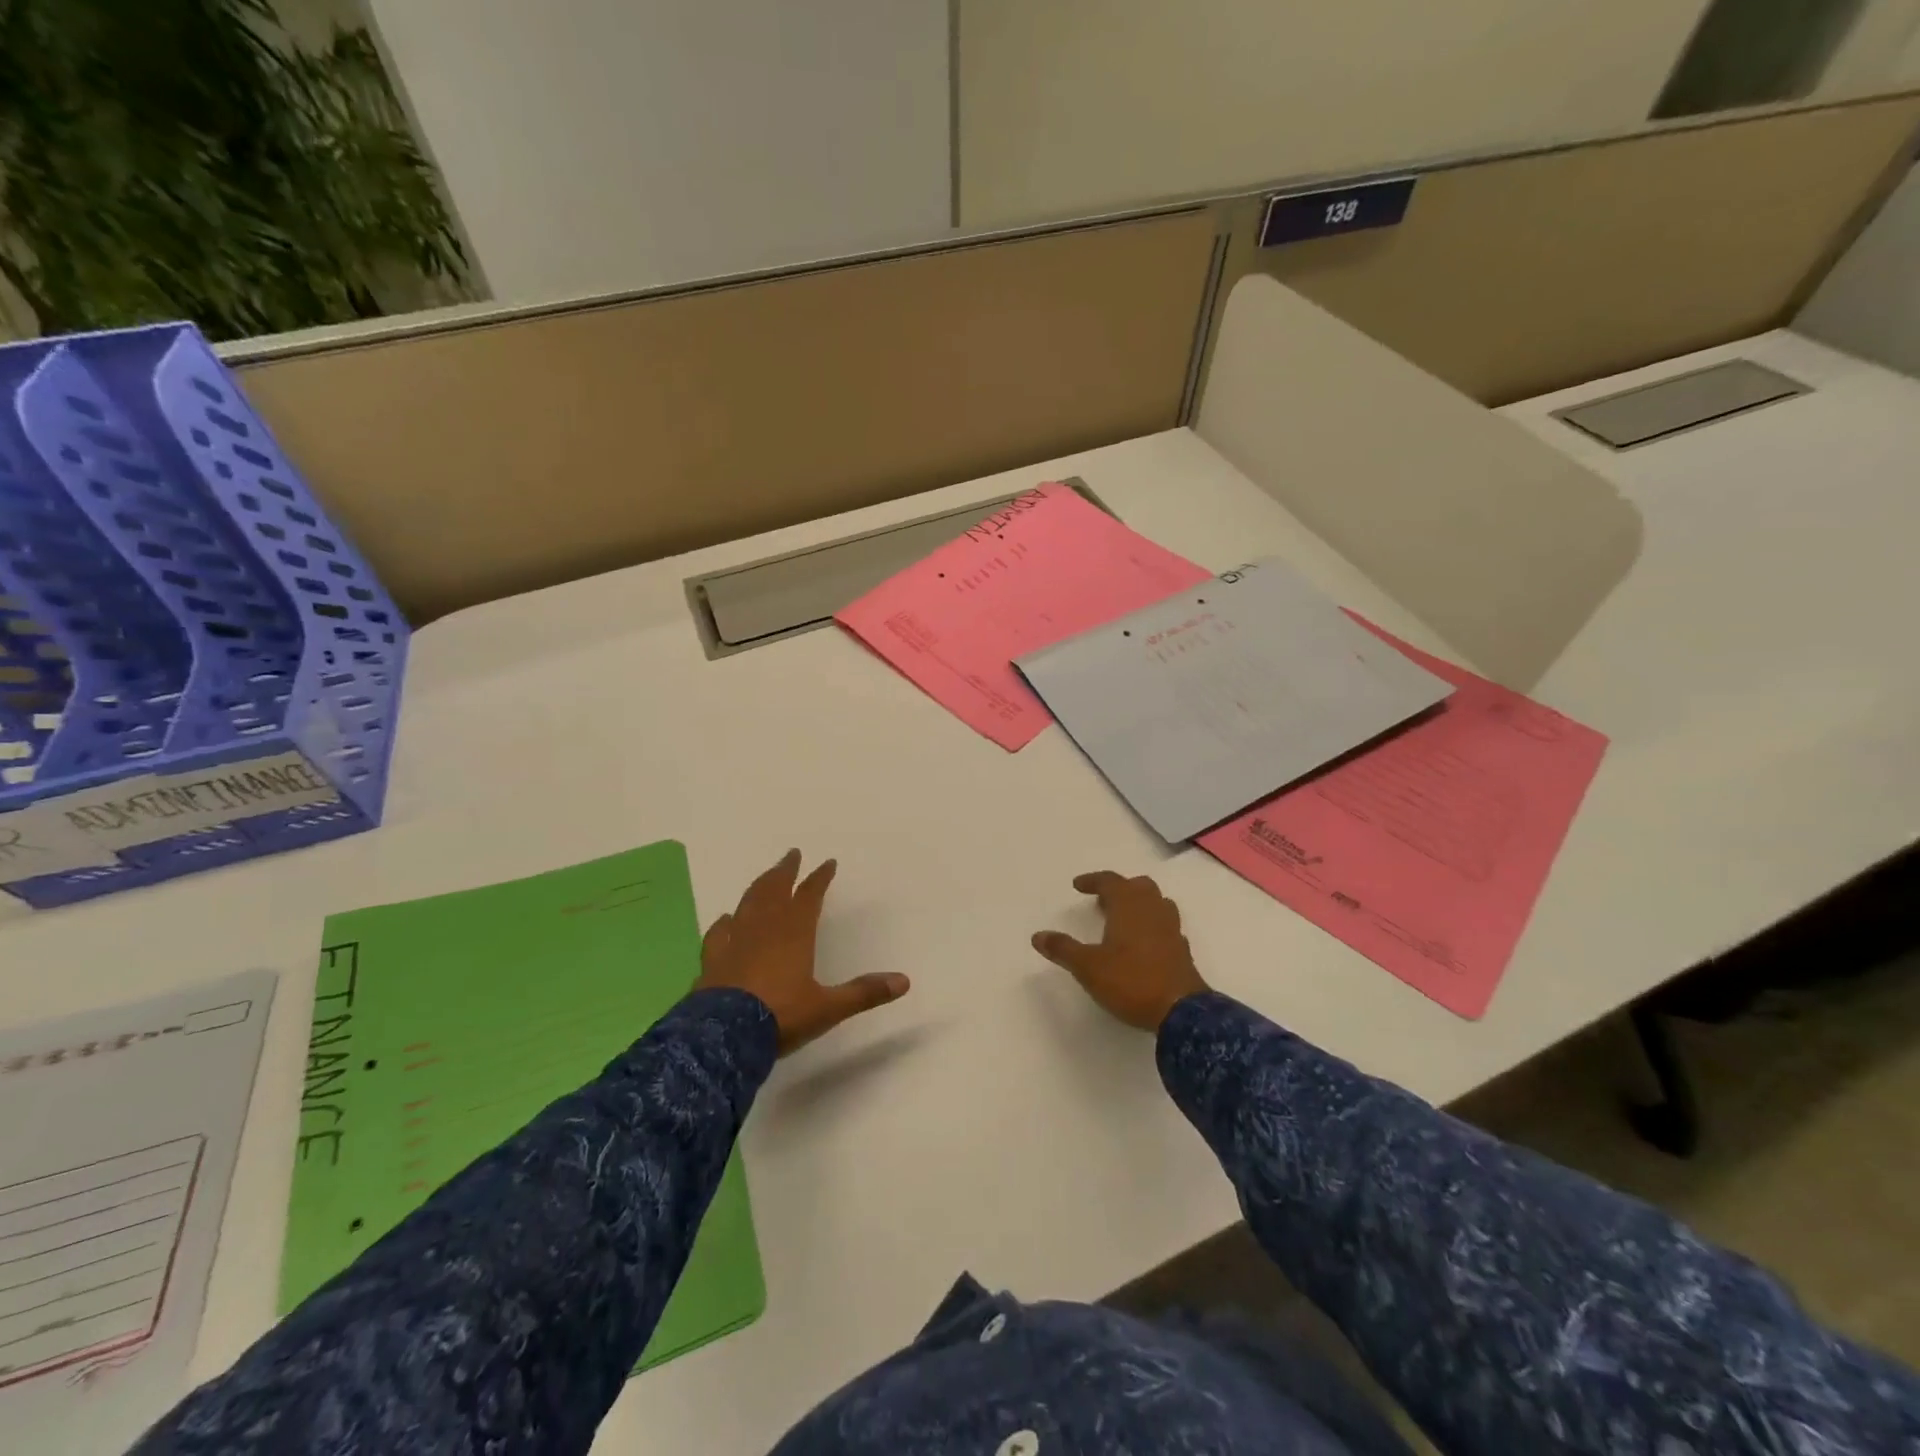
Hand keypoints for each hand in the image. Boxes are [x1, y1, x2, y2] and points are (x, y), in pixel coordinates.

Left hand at [695, 849, 908, 1054]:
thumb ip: (864, 992)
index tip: (828, 863)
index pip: (810, 896)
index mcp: (795, 933)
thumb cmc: (781, 1016)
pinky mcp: (713, 960)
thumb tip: (904, 981)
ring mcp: (735, 942)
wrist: (723, 1036)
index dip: (820, 878)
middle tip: (792, 854)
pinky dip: (725, 921)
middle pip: (775, 890)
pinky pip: (719, 932)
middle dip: (786, 871)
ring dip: (759, 886)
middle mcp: (764, 929)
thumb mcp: (828, 1008)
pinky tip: (725, 918)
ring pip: (748, 903)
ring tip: (766, 877)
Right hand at [1031, 871, 1209, 1031]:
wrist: (1180, 1011)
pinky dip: (1152, 926)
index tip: (1078, 886)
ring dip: (1139, 904)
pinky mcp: (1182, 949)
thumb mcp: (1087, 967)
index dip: (1093, 881)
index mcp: (1129, 906)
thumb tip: (1038, 936)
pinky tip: (1143, 943)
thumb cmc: (1130, 981)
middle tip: (1102, 901)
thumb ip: (1063, 949)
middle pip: (1138, 886)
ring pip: (1156, 903)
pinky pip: (1166, 925)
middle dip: (1120, 889)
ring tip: (1123, 918)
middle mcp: (1152, 910)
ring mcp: (1171, 929)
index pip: (1110, 881)